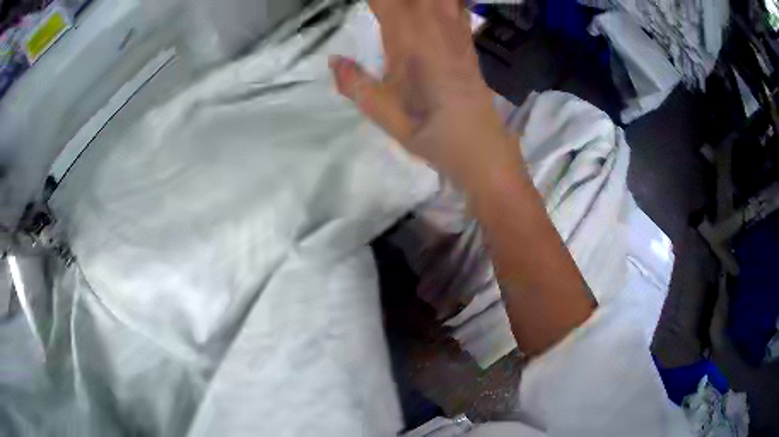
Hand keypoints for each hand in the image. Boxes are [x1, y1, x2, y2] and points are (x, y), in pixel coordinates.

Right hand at [330, 0, 517, 185]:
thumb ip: (352, 82)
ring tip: (405, 12)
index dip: (374, 1)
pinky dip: (445, 4)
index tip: (365, 11)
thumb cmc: (427, 128)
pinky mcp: (468, 37)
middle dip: (393, 1)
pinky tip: (433, 13)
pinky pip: (458, 4)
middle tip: (382, 14)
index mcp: (408, 34)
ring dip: (418, 2)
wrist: (478, 145)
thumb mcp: (381, 111)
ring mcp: (456, 27)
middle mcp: (434, 21)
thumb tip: (333, 61)